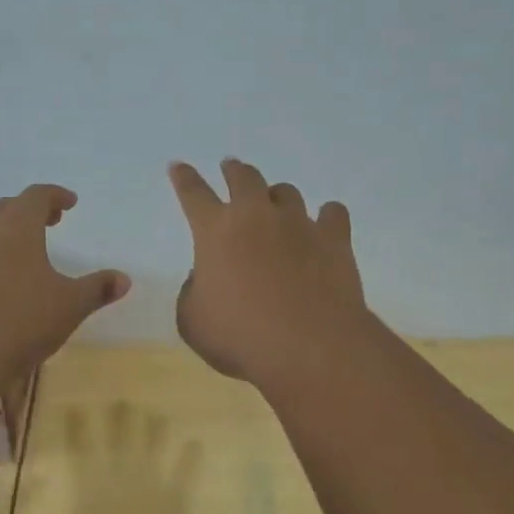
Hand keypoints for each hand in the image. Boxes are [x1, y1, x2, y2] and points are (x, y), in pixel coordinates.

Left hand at [0, 184, 130, 384]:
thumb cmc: (18, 321)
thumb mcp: (69, 306)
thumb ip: (97, 289)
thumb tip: (124, 279)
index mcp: (16, 227)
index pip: (36, 196)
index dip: (55, 196)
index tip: (70, 203)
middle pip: (6, 208)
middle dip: (29, 211)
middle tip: (49, 222)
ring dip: (5, 235)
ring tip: (24, 254)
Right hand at [168, 158, 367, 383]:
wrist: (309, 347)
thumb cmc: (240, 337)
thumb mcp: (193, 321)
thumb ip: (192, 293)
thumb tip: (205, 278)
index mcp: (215, 231)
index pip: (193, 193)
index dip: (184, 178)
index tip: (179, 166)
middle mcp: (256, 216)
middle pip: (244, 178)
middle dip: (234, 170)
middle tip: (231, 168)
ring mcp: (299, 224)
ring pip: (286, 192)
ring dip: (276, 195)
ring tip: (276, 204)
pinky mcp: (334, 239)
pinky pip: (332, 213)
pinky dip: (326, 217)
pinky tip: (325, 224)